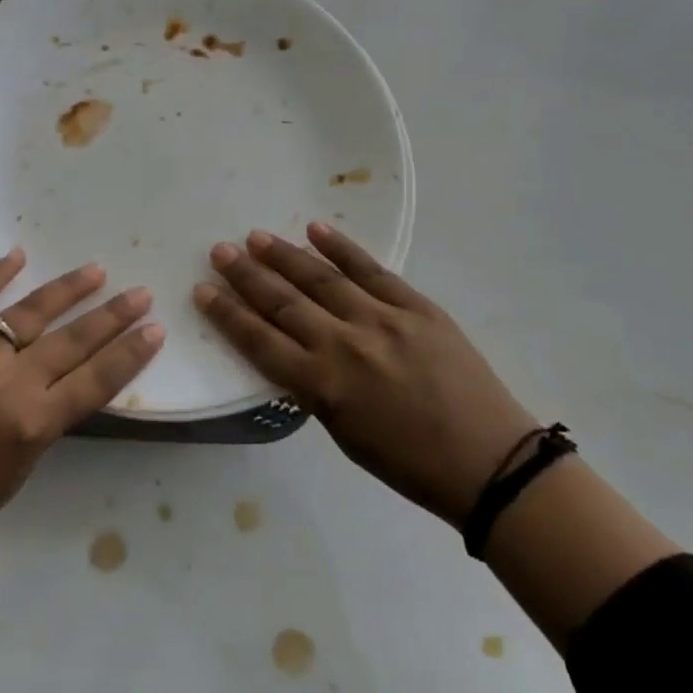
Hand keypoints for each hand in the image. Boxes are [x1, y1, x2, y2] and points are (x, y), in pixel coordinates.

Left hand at [0, 249, 164, 562]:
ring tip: (96, 271)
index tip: (156, 330)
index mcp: (32, 424)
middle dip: (112, 316)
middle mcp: (8, 382)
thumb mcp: (16, 472)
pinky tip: (17, 255)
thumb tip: (59, 386)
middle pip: (72, 341)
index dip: (130, 354)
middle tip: (140, 293)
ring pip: (29, 313)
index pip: (96, 380)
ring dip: (67, 290)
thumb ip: (42, 424)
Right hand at [193, 223, 536, 525]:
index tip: (203, 290)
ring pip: (321, 278)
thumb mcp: (344, 434)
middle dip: (245, 275)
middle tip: (220, 251)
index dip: (227, 314)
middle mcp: (343, 344)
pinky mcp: (416, 306)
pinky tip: (315, 229)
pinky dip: (342, 248)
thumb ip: (314, 388)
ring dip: (283, 255)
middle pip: (282, 301)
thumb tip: (295, 349)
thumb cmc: (409, 463)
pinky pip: (372, 269)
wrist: (488, 460)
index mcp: (322, 386)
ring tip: (255, 236)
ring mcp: (382, 319)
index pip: (260, 341)